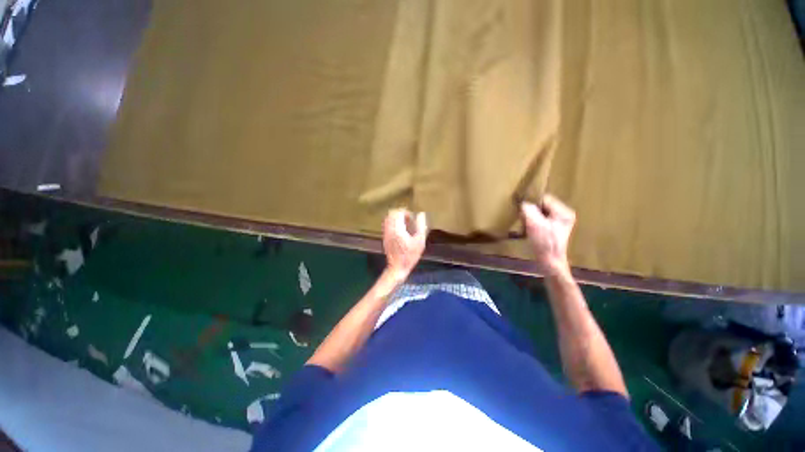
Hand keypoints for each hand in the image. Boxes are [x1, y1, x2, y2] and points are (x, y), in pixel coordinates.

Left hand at [382, 209, 427, 279]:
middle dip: (400, 213)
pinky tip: (400, 230)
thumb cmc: (410, 256)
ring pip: (388, 218)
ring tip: (405, 224)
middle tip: (409, 219)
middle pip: (391, 213)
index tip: (412, 218)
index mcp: (398, 229)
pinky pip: (387, 225)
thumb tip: (421, 214)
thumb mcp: (420, 241)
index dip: (406, 212)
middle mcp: (389, 229)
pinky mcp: (385, 237)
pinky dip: (393, 223)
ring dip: (396, 218)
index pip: (398, 212)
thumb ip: (421, 226)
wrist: (397, 268)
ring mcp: (385, 233)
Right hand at [521, 194, 575, 275]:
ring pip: (539, 212)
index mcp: (564, 212)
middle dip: (531, 211)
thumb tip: (523, 202)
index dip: (532, 203)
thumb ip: (529, 210)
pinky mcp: (553, 228)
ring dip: (530, 216)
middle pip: (542, 205)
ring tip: (526, 225)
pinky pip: (539, 218)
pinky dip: (532, 221)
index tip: (522, 210)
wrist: (549, 262)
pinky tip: (529, 228)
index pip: (544, 199)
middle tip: (524, 219)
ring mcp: (559, 221)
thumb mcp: (534, 225)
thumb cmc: (544, 244)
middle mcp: (564, 214)